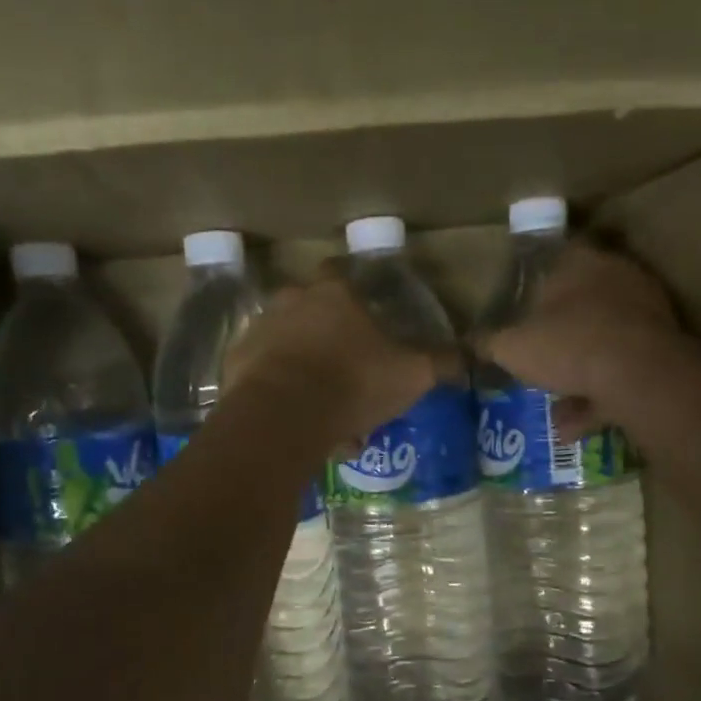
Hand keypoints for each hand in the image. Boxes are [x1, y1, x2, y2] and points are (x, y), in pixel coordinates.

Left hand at [227, 270, 437, 451]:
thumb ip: (438, 363)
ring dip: (306, 373)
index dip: (354, 294)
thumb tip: (466, 355)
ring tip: (328, 415)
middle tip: (349, 377)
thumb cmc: (352, 383)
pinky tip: (301, 426)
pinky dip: (282, 396)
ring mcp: (258, 332)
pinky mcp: (234, 366)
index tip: (366, 319)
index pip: (341, 274)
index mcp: (333, 295)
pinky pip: (265, 377)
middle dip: (329, 341)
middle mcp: (290, 303)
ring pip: (288, 349)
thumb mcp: (410, 375)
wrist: (282, 416)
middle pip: (312, 314)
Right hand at [479, 242, 681, 437]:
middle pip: (581, 302)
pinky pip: (621, 373)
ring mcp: (645, 315)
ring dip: (578, 375)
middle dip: (558, 334)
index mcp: (580, 263)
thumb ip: (488, 343)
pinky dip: (597, 398)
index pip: (556, 256)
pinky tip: (571, 428)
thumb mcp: (511, 347)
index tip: (520, 306)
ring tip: (552, 409)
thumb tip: (467, 343)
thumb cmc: (568, 344)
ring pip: (603, 343)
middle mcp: (617, 279)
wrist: (639, 377)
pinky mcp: (663, 351)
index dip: (534, 281)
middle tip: (537, 356)